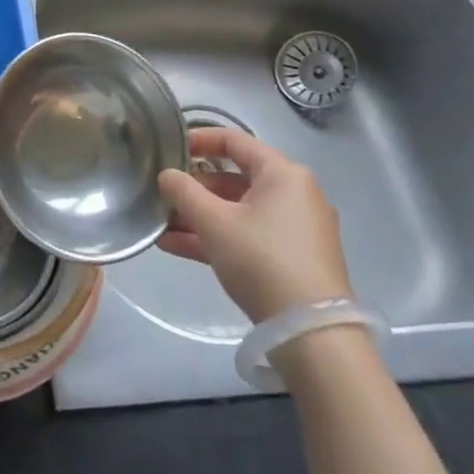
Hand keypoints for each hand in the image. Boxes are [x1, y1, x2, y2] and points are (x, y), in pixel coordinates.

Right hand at [156, 127, 352, 321]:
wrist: (312, 333)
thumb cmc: (262, 260)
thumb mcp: (214, 222)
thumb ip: (184, 192)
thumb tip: (167, 175)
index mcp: (283, 173)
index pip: (235, 141)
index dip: (199, 140)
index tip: (170, 148)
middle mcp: (295, 194)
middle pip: (235, 178)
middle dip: (195, 188)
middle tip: (162, 194)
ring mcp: (297, 228)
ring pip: (239, 210)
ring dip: (200, 216)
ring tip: (161, 225)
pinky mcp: (294, 257)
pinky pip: (249, 234)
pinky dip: (218, 236)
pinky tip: (177, 246)